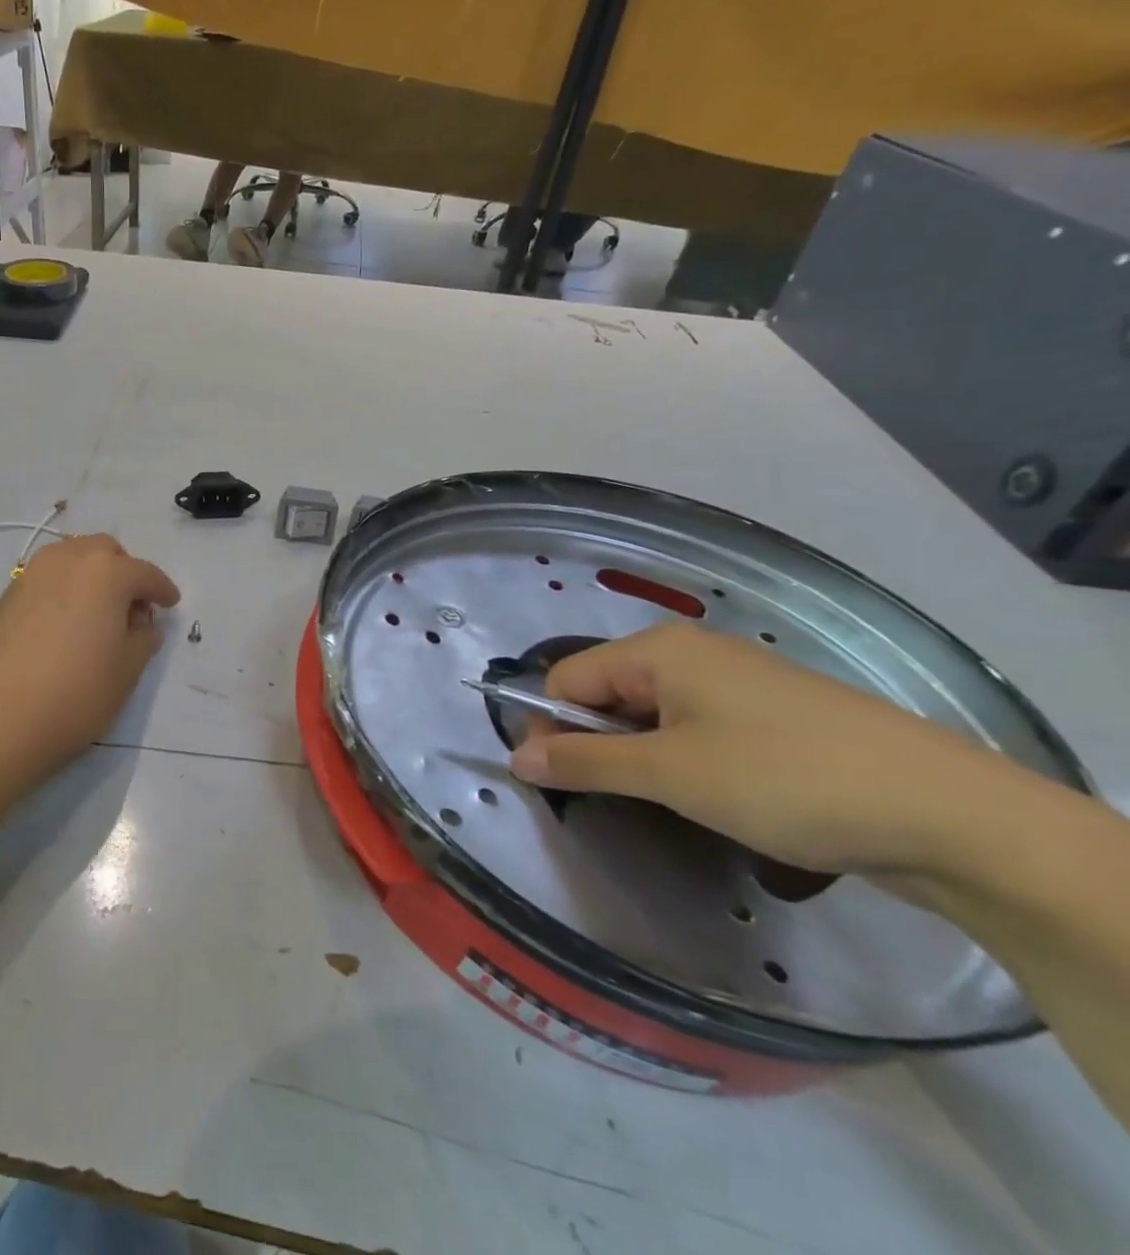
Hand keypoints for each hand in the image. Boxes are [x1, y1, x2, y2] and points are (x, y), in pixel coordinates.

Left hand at [0, 534, 179, 787]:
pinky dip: (62, 592)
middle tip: (131, 608)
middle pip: (104, 552)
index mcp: (106, 571)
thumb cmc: (74, 695)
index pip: (145, 573)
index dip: (162, 590)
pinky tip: (62, 627)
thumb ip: (142, 640)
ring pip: (70, 560)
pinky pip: (45, 581)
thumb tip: (141, 625)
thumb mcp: (126, 671)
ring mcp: (30, 575)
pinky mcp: (4, 597)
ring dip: (90, 577)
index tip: (170, 604)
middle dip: (124, 572)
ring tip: (96, 614)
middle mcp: (67, 560)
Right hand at [507, 624, 1034, 884]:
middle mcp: (692, 653)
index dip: (551, 728)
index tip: (560, 782)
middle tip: (617, 799)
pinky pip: (698, 727)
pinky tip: (715, 797)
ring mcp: (738, 681)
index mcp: (658, 650)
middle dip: (599, 744)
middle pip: (607, 693)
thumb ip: (583, 762)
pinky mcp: (774, 714)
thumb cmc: (783, 780)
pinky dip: (685, 759)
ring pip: (653, 714)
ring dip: (643, 757)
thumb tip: (516, 758)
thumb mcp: (669, 774)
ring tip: (669, 803)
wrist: (950, 815)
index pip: (566, 680)